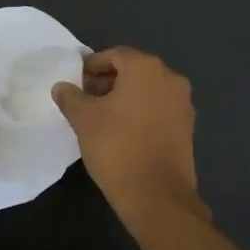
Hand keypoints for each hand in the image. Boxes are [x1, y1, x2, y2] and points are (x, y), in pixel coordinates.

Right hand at [51, 47, 200, 219]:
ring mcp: (183, 103)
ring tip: (102, 117)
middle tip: (86, 98)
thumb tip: (61, 86)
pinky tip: (123, 132)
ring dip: (125, 97)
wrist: (156, 195)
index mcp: (146, 68)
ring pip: (148, 90)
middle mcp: (170, 78)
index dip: (93, 65)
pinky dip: (141, 112)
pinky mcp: (187, 127)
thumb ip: (70, 97)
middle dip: (108, 81)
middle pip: (134, 70)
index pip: (115, 55)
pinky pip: (159, 109)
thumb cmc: (116, 147)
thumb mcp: (84, 119)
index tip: (77, 81)